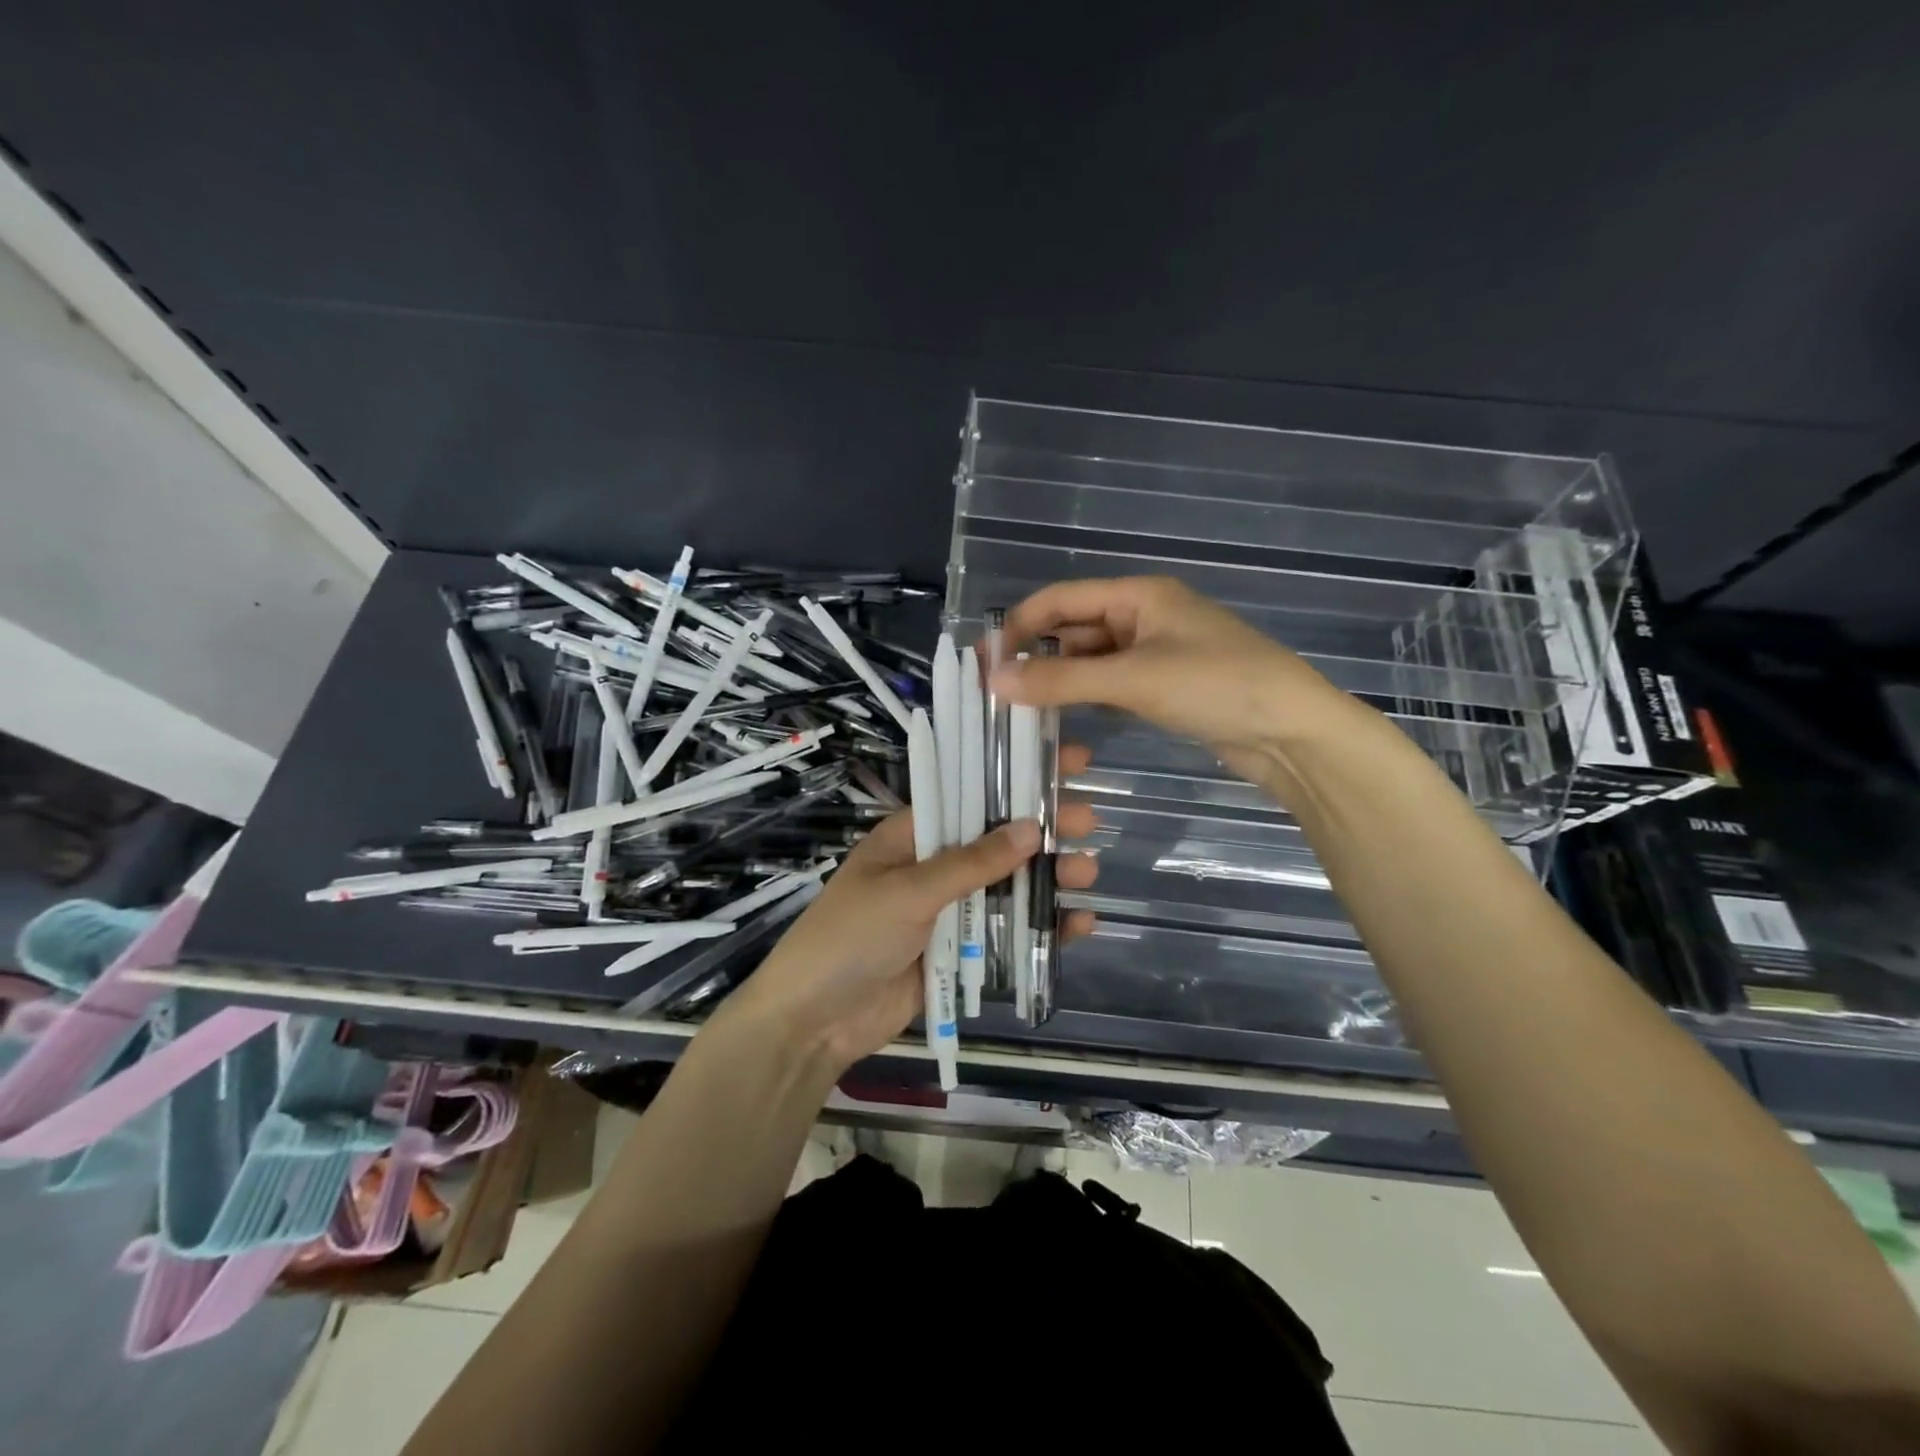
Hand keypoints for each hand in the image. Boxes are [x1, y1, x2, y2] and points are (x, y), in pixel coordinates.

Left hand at [720, 764, 1099, 1074]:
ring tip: (1088, 872)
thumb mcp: (908, 892)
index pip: (969, 794)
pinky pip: (1006, 932)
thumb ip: (970, 863)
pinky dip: (1041, 928)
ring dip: (1048, 878)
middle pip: (997, 840)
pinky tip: (1078, 924)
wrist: (815, 1022)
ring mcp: (949, 910)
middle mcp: (934, 866)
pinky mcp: (959, 951)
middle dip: (1041, 829)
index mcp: (912, 836)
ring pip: (1009, 885)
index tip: (1061, 762)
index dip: (1014, 777)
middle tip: (1089, 820)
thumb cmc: (850, 938)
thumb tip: (1029, 827)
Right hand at [994, 576, 1378, 803]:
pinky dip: (1087, 697)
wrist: (1292, 733)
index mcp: (1139, 596)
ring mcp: (1157, 653)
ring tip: (1022, 711)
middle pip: (1074, 628)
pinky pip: (1113, 684)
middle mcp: (1144, 616)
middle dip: (1037, 656)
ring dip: (1060, 680)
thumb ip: (1061, 680)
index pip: (1061, 600)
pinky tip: (1065, 719)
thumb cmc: (1215, 686)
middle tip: (998, 694)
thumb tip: (995, 680)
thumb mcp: (1133, 679)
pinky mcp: (1166, 686)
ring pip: (1092, 660)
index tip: (985, 662)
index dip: (1019, 625)